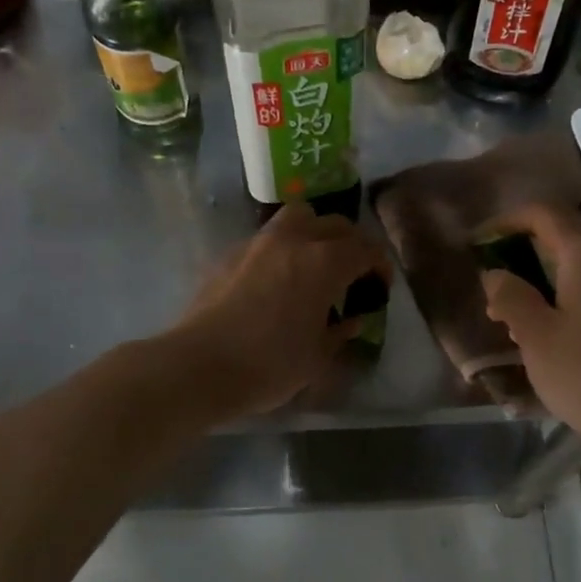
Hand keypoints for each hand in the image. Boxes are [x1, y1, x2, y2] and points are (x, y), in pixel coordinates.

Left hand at [169, 203, 391, 418]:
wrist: (200, 365)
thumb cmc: (269, 365)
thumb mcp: (317, 357)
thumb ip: (340, 332)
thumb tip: (351, 320)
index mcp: (324, 263)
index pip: (365, 249)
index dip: (379, 265)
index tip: (380, 284)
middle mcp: (294, 241)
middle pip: (334, 224)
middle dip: (350, 243)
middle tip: (352, 272)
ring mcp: (258, 243)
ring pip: (297, 217)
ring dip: (314, 232)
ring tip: (313, 262)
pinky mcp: (230, 253)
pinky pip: (267, 237)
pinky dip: (282, 248)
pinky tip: (277, 279)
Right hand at [480, 204, 580, 453]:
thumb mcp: (536, 337)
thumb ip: (510, 297)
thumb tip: (496, 272)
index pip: (543, 213)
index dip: (506, 221)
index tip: (478, 245)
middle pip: (563, 238)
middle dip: (522, 256)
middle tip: (493, 292)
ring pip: (580, 267)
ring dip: (544, 282)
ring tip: (516, 322)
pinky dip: (568, 299)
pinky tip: (555, 338)